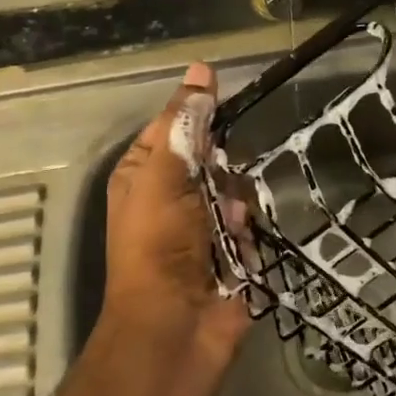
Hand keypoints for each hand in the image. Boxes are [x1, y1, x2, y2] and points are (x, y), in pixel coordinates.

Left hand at [102, 63, 250, 358]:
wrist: (176, 327)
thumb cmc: (159, 243)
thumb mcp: (165, 173)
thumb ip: (186, 122)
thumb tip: (200, 68)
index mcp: (144, 173)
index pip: (176, 125)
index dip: (199, 115)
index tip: (226, 106)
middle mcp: (172, 196)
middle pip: (213, 156)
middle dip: (222, 167)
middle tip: (218, 181)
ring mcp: (203, 226)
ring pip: (237, 189)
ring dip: (236, 203)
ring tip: (228, 224)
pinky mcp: (232, 252)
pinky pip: (251, 224)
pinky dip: (248, 233)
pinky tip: (240, 248)